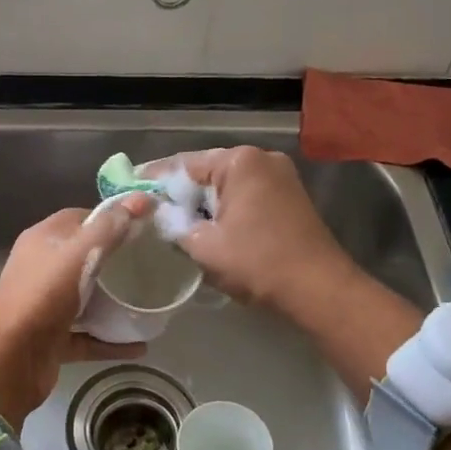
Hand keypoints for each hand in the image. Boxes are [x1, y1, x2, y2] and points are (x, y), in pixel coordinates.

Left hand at [0, 195, 151, 425]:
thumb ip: (110, 228)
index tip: (143, 226)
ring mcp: (47, 306)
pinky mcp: (53, 340)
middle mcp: (42, 269)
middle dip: (116, 261)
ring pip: (86, 298)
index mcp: (43, 241)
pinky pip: (89, 336)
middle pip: (84, 258)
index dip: (110, 218)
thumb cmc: (42, 295)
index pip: (80, 219)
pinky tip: (141, 345)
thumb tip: (142, 198)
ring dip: (115, 302)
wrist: (7, 359)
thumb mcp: (79, 254)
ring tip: (150, 301)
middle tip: (151, 263)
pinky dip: (112, 340)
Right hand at [151, 146, 357, 319]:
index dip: (155, 179)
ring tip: (174, 223)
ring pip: (227, 187)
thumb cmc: (257, 262)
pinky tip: (209, 229)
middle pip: (207, 173)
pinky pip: (246, 197)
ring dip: (204, 204)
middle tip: (150, 211)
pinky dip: (226, 210)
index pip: (185, 164)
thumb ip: (173, 224)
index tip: (131, 190)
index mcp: (240, 161)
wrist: (319, 290)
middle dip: (181, 194)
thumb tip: (159, 215)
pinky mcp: (290, 199)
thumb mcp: (203, 245)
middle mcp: (262, 159)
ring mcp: (281, 178)